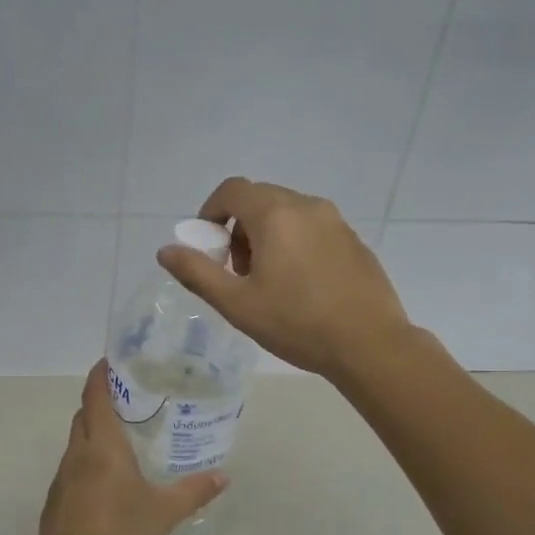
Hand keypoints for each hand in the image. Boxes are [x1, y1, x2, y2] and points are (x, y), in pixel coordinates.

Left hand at [35, 361, 226, 534]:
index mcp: (102, 445)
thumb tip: (223, 477)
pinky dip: (86, 463)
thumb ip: (193, 492)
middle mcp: (77, 453)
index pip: (96, 395)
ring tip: (121, 441)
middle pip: (83, 415)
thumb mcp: (164, 512)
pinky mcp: (55, 499)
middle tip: (128, 402)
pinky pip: (71, 469)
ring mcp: (62, 477)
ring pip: (76, 442)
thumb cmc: (120, 531)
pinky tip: (105, 483)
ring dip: (93, 434)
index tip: (111, 361)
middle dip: (100, 403)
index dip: (101, 374)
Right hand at [157, 177, 411, 380]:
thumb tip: (165, 251)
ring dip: (265, 235)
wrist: (369, 344)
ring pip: (287, 212)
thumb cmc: (297, 324)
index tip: (207, 246)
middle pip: (259, 199)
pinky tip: (300, 286)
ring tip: (267, 281)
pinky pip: (312, 228)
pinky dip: (294, 243)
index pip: (232, 190)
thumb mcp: (237, 304)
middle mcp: (307, 206)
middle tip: (236, 271)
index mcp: (276, 215)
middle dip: (238, 228)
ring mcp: (336, 222)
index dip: (210, 212)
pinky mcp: (353, 240)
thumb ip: (197, 273)